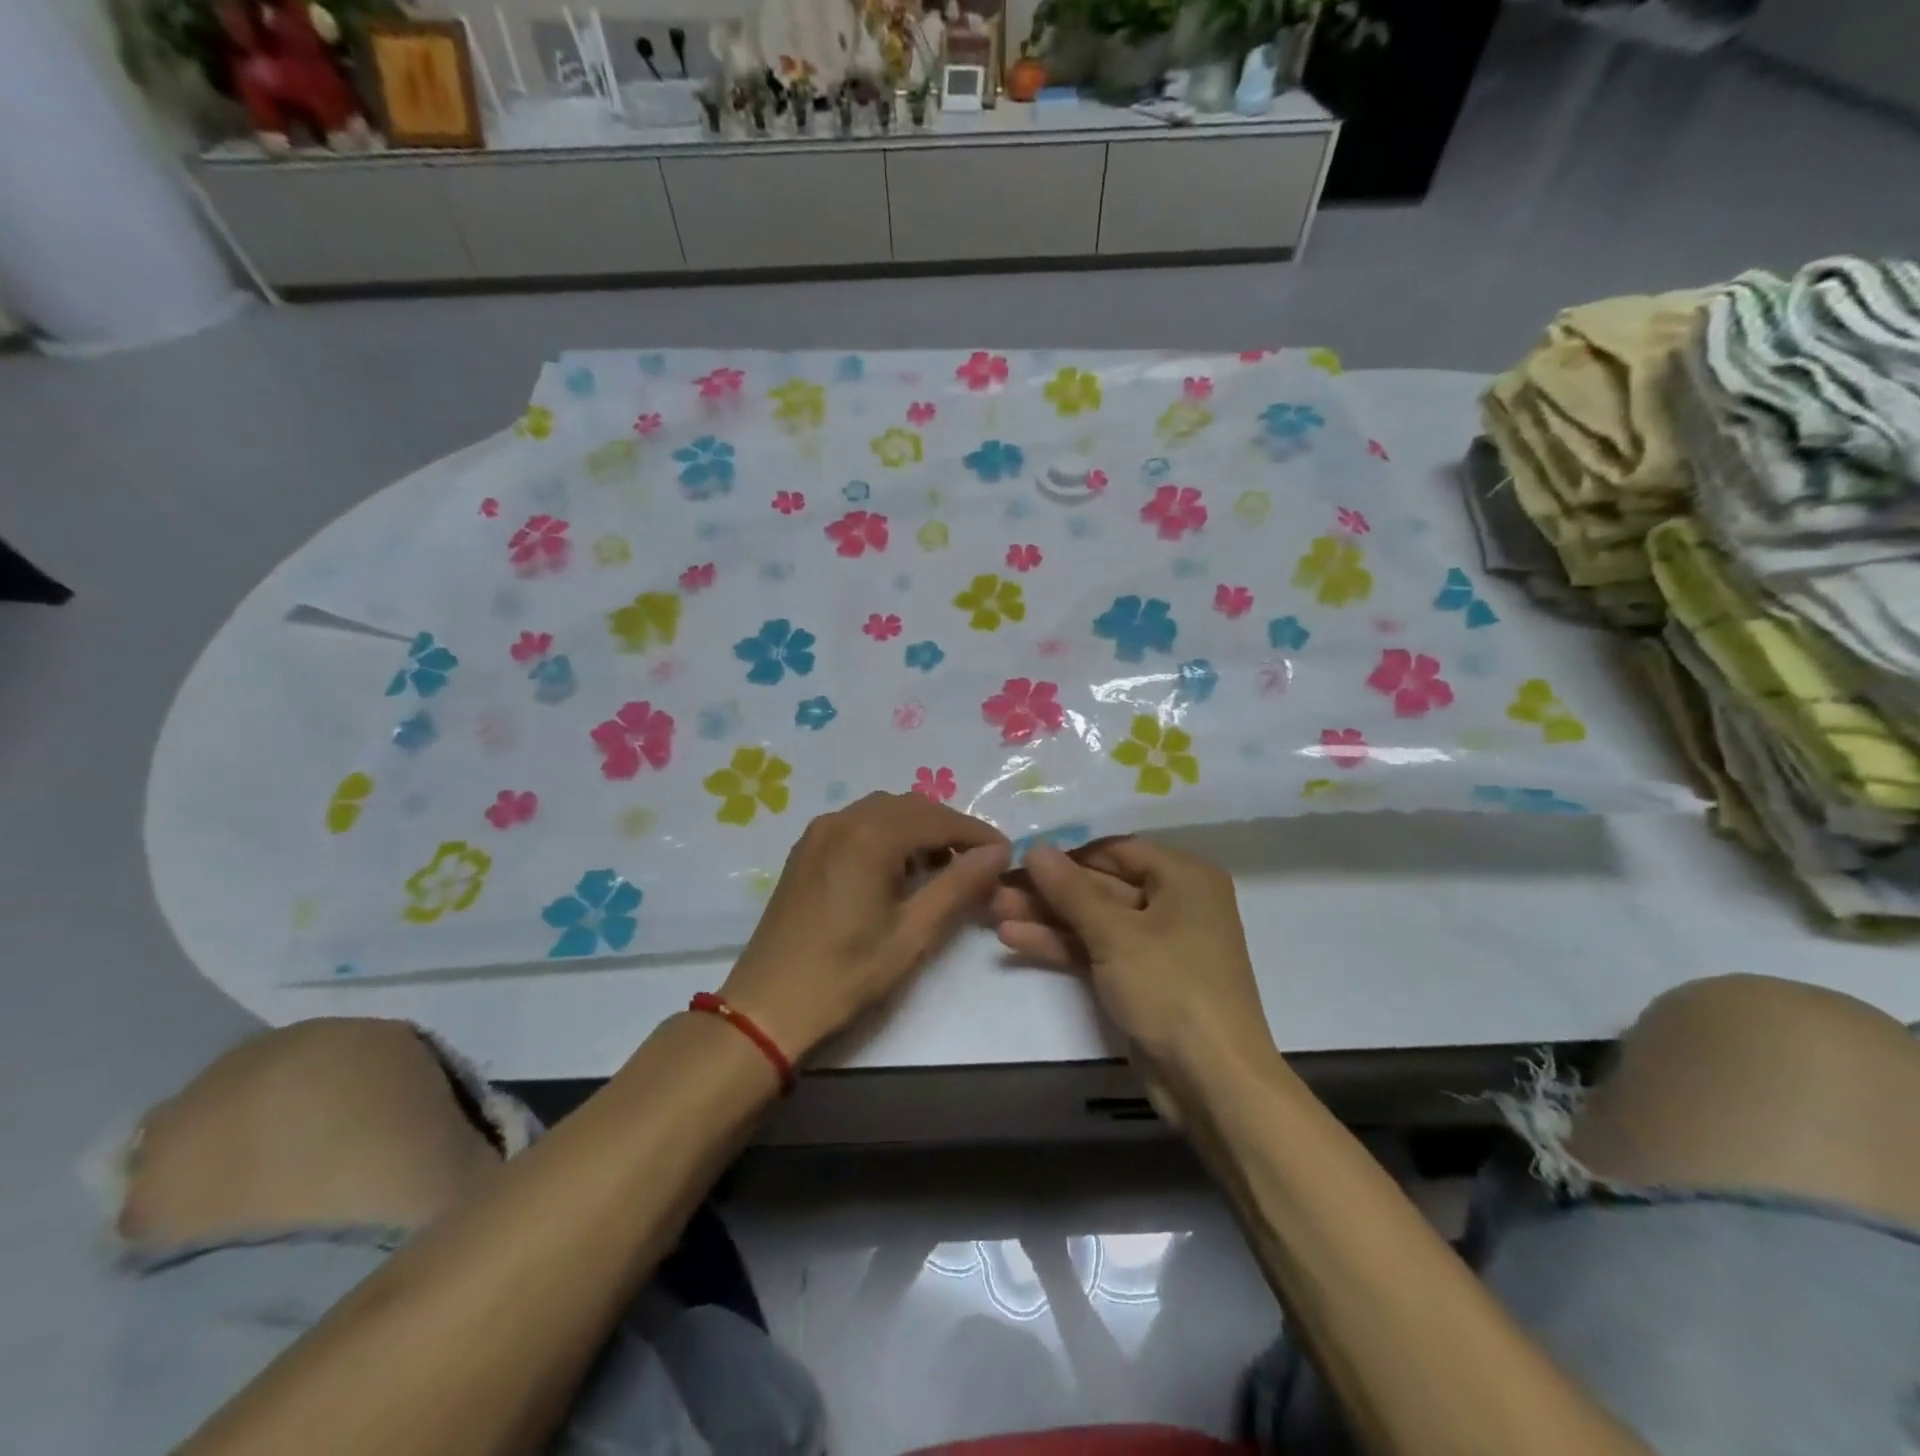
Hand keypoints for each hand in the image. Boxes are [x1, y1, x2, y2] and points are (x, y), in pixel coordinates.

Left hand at [720, 793, 1010, 1062]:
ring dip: (919, 829)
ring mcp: (820, 832)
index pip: (938, 819)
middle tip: (977, 864)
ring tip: (942, 868)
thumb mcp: (912, 934)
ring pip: (884, 811)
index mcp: (869, 837)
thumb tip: (998, 853)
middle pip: (912, 807)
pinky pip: (859, 823)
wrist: (767, 1005)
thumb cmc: (846, 974)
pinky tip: (898, 869)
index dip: (977, 834)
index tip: (1006, 855)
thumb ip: (958, 886)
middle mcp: (843, 820)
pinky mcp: (807, 849)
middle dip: (949, 828)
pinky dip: (888, 834)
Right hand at [991, 838, 1273, 1093]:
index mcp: (1184, 877)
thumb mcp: (1116, 934)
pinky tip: (1014, 938)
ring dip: (1047, 917)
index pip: (1115, 850)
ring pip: (1094, 920)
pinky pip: (1097, 950)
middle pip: (1101, 885)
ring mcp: (1156, 944)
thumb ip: (1071, 890)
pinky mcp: (1140, 978)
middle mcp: (1174, 902)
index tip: (1019, 854)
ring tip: (993, 910)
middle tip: (997, 885)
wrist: (1213, 1082)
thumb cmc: (1171, 988)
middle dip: (1049, 889)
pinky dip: (1061, 945)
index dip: (1067, 852)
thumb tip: (1035, 848)